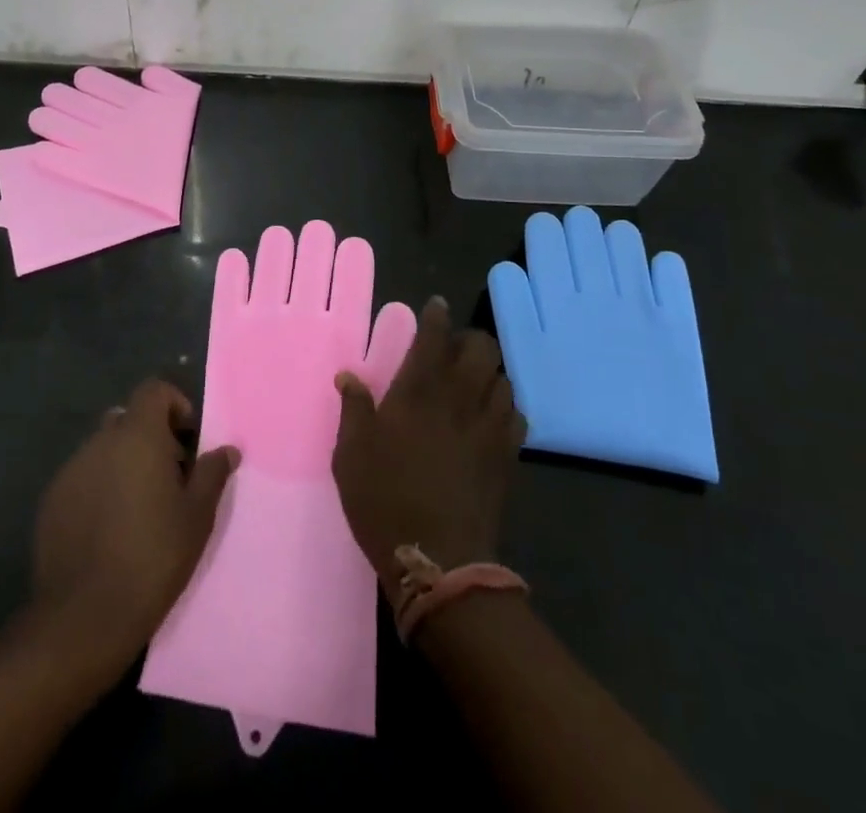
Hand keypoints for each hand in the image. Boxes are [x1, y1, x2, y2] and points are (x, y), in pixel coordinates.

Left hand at [30, 379, 238, 682]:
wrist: (84, 616)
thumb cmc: (153, 557)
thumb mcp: (197, 516)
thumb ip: (212, 474)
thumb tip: (227, 449)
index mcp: (137, 436)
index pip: (154, 390)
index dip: (174, 404)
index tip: (188, 441)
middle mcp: (100, 441)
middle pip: (128, 419)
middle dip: (150, 437)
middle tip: (169, 477)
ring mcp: (71, 470)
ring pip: (103, 449)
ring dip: (124, 463)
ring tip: (139, 508)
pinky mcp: (50, 501)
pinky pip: (82, 478)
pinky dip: (99, 487)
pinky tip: (109, 529)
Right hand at [331, 298, 525, 583]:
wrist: (438, 559)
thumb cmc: (384, 500)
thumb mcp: (351, 454)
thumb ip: (354, 409)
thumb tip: (348, 375)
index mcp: (418, 391)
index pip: (434, 336)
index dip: (436, 315)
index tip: (435, 307)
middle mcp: (458, 397)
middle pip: (481, 347)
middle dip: (469, 340)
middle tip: (452, 349)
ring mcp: (488, 426)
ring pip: (503, 377)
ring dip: (488, 372)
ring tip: (473, 382)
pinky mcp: (506, 455)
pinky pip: (516, 414)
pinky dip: (505, 406)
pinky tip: (491, 417)